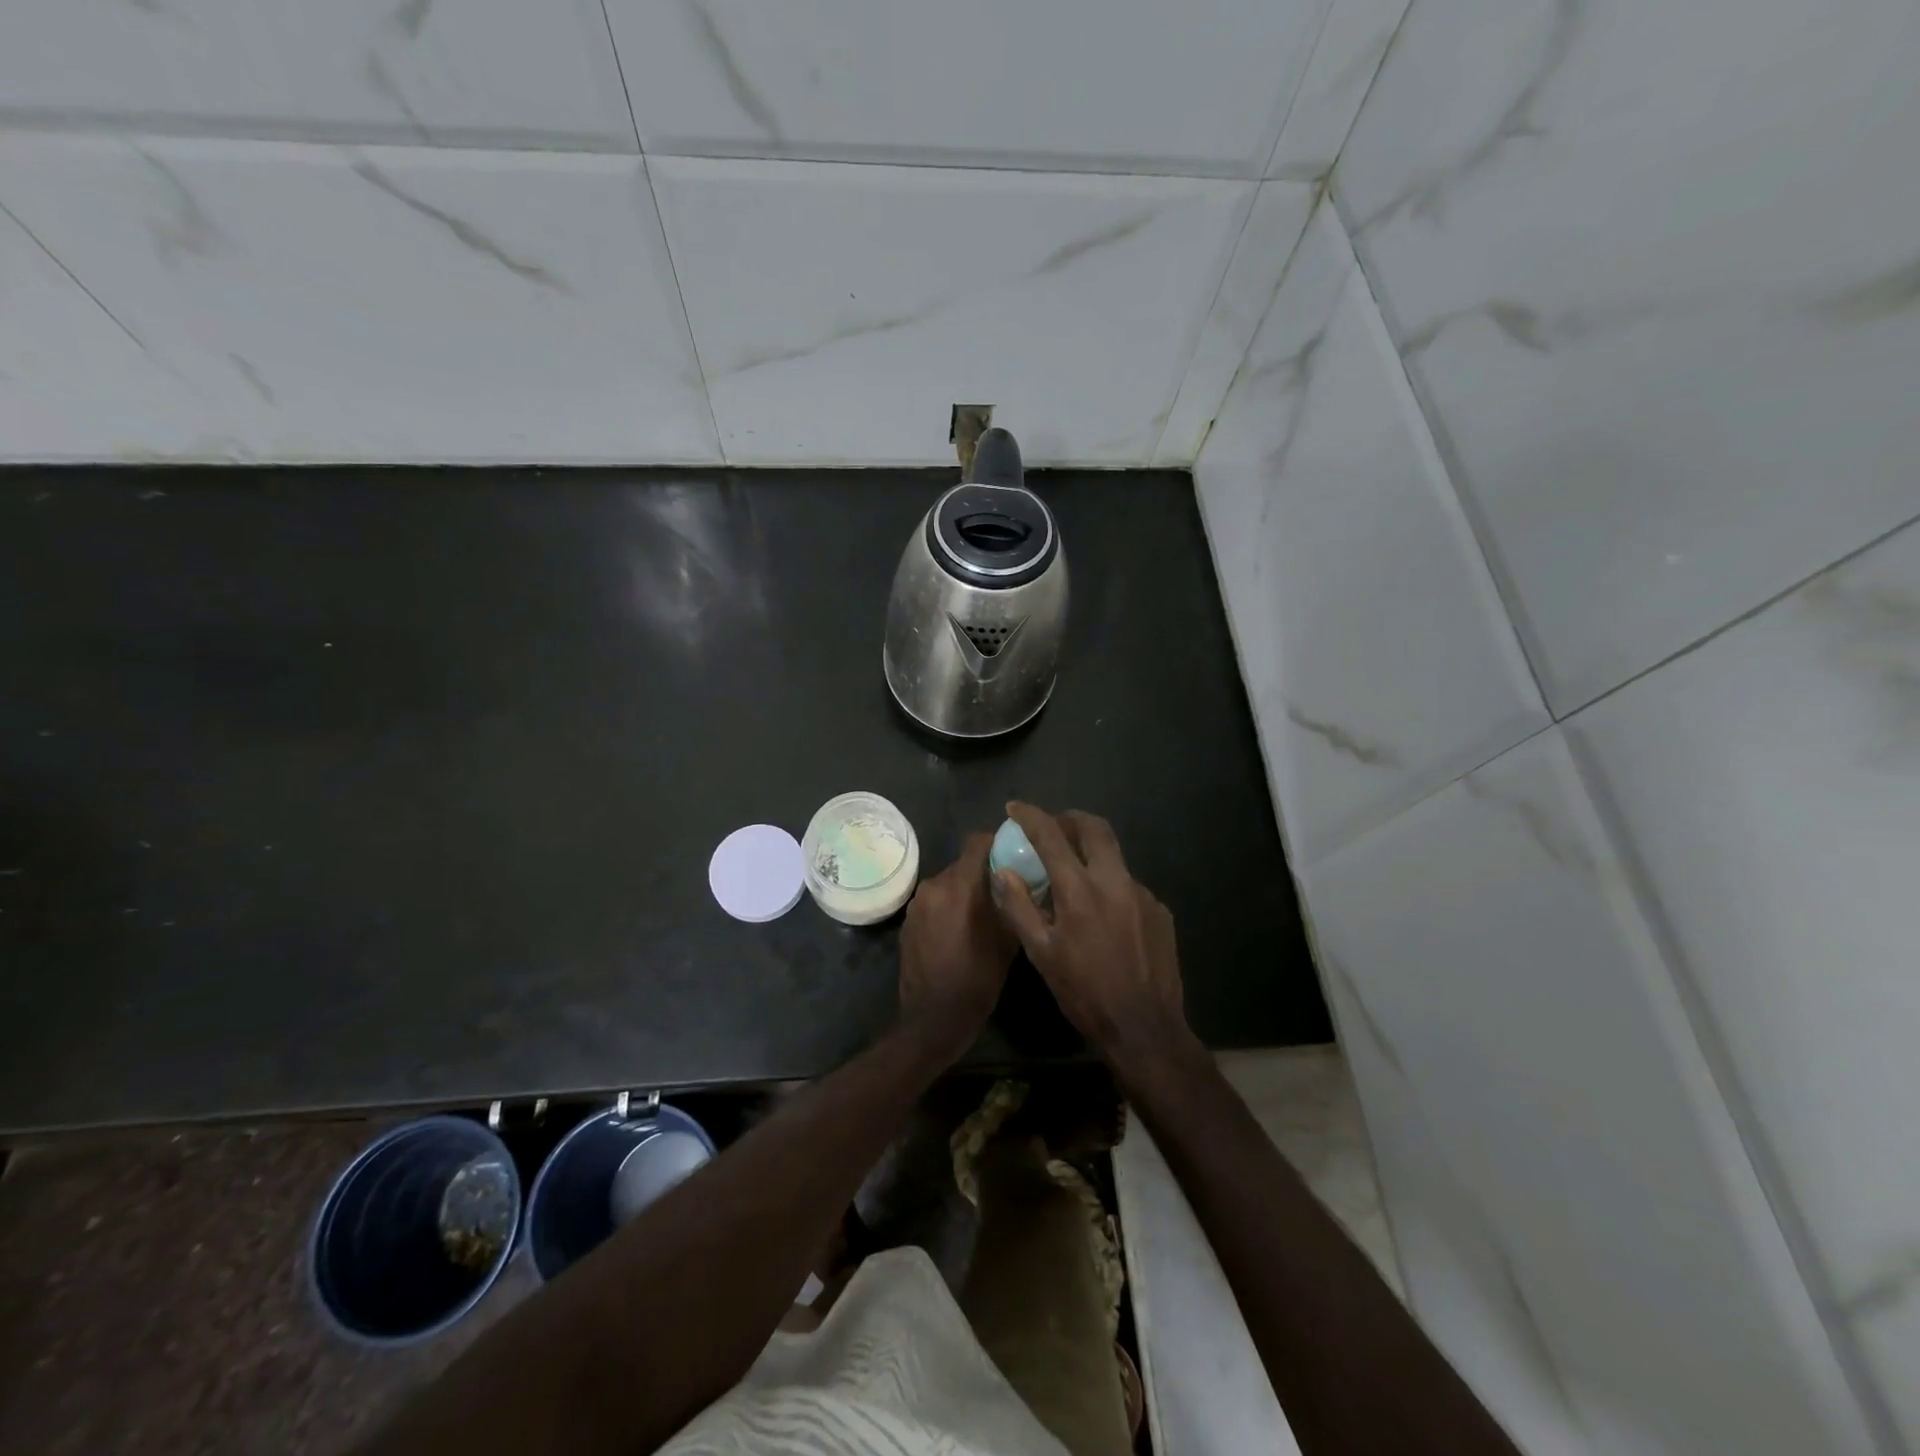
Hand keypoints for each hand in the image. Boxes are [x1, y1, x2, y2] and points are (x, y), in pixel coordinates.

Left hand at [898, 832, 1016, 1057]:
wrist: (933, 1019)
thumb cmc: (977, 979)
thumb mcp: (1007, 941)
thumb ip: (1013, 903)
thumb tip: (1020, 882)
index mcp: (960, 885)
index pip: (977, 841)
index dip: (996, 842)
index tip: (1013, 854)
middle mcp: (934, 886)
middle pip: (963, 864)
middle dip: (982, 873)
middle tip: (1004, 891)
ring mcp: (917, 904)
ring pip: (947, 884)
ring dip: (964, 893)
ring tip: (982, 915)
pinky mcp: (907, 922)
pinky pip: (934, 903)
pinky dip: (947, 908)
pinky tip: (959, 932)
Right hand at [993, 804, 1198, 1080]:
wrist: (1144, 1028)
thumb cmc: (1084, 993)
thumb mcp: (1041, 954)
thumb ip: (1019, 907)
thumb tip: (1003, 871)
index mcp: (1080, 890)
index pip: (1051, 836)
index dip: (1031, 816)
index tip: (1015, 807)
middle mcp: (1115, 882)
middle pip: (1095, 828)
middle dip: (1071, 819)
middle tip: (1053, 827)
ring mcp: (1142, 894)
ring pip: (1114, 858)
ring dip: (1092, 856)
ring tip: (1075, 879)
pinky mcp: (1160, 911)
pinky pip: (1129, 886)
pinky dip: (1110, 887)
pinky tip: (1103, 916)